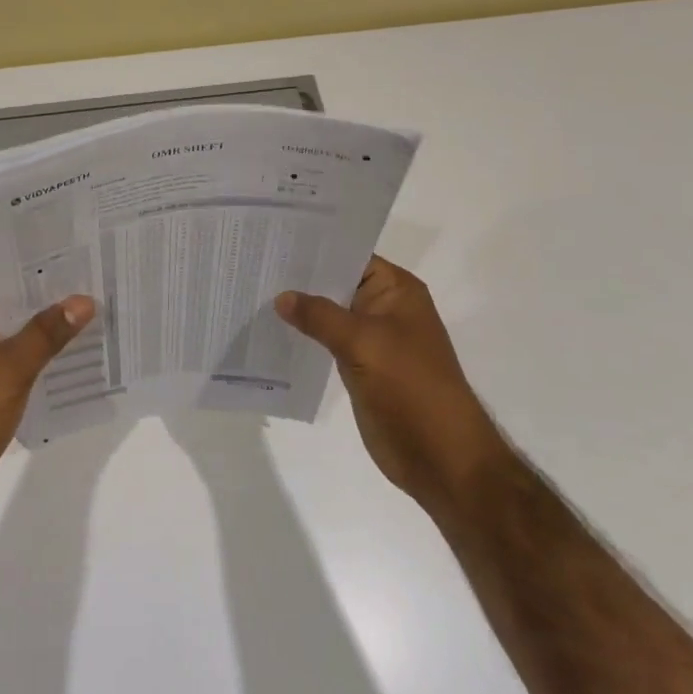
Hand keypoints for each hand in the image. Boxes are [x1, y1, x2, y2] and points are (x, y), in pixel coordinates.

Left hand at [0, 284, 94, 526]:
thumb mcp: (10, 369)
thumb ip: (47, 333)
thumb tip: (84, 300)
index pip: (6, 283)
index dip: (45, 278)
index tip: (85, 268)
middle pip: (14, 311)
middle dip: (53, 308)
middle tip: (101, 294)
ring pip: (18, 341)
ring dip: (50, 338)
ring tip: (98, 324)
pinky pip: (16, 368)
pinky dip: (41, 365)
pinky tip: (77, 363)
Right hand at [277, 256, 504, 503]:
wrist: (440, 455)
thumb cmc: (410, 387)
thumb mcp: (363, 341)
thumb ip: (320, 315)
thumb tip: (281, 296)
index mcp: (396, 290)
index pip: (350, 255)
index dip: (314, 248)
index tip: (273, 239)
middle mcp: (384, 307)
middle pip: (336, 283)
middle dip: (299, 278)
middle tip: (253, 263)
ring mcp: (371, 338)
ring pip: (328, 314)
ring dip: (298, 308)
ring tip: (253, 291)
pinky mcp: (359, 366)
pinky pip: (326, 341)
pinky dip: (303, 335)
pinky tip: (271, 329)